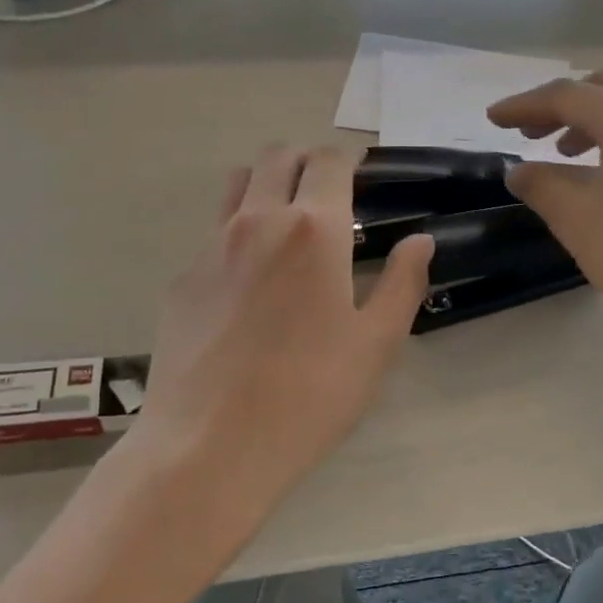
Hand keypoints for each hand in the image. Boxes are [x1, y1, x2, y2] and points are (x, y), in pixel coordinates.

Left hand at [130, 145, 434, 530]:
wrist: (209, 445)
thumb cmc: (309, 395)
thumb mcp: (375, 344)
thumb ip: (404, 282)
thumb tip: (421, 239)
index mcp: (312, 230)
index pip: (329, 162)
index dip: (349, 160)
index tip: (362, 177)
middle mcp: (257, 221)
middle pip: (278, 156)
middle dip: (307, 162)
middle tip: (329, 195)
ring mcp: (210, 247)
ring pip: (238, 184)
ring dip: (267, 185)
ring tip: (287, 225)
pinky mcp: (182, 279)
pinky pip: (213, 233)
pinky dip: (238, 233)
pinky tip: (249, 284)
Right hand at [486, 72, 602, 338]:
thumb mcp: (579, 219)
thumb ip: (542, 186)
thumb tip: (519, 170)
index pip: (564, 96)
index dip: (522, 106)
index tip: (492, 120)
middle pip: (600, 92)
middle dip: (558, 108)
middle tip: (528, 133)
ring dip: (588, 124)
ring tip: (564, 154)